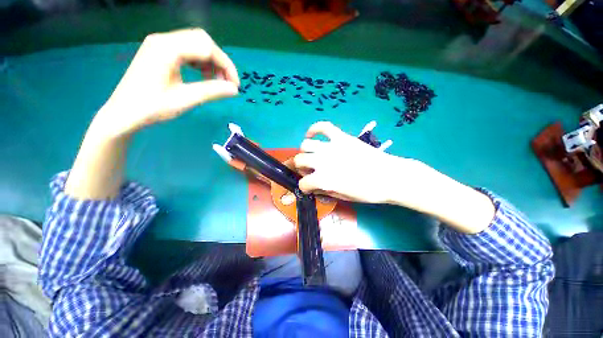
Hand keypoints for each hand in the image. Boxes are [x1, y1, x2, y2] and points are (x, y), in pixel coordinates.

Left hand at [66, 28, 238, 198]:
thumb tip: (234, 90)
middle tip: (226, 82)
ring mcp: (160, 44)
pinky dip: (200, 62)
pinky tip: (202, 76)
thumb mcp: (185, 100)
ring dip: (210, 62)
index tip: (235, 86)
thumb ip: (212, 91)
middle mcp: (163, 40)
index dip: (226, 66)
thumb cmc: (151, 108)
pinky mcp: (159, 51)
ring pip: (195, 44)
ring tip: (215, 81)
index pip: (207, 47)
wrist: (123, 113)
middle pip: (202, 41)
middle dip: (219, 61)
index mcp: (167, 48)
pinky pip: (186, 50)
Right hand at [293, 121, 494, 232]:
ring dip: (304, 151)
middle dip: (300, 167)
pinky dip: (314, 129)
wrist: (390, 176)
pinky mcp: (341, 137)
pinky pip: (323, 127)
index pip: (303, 183)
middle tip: (308, 170)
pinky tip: (311, 135)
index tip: (308, 187)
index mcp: (324, 179)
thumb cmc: (368, 191)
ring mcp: (332, 147)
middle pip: (299, 160)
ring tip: (310, 155)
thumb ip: (324, 190)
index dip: (304, 187)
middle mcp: (323, 161)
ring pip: (306, 144)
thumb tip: (312, 187)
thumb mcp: (343, 197)